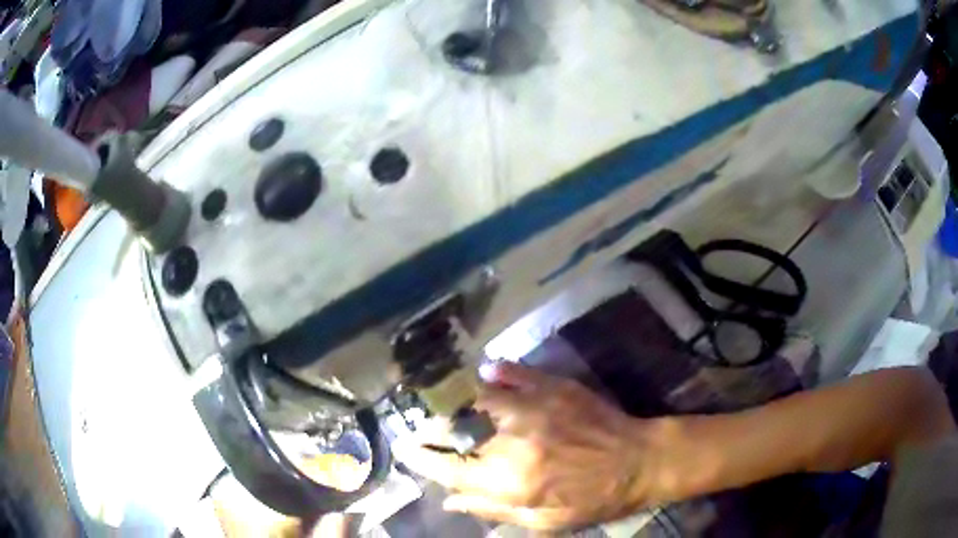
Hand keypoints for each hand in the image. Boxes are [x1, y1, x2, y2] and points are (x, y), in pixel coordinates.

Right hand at [393, 362, 654, 530]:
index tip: (404, 449)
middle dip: (433, 429)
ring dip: (457, 399)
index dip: (423, 460)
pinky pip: (517, 373)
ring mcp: (535, 410)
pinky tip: (486, 368)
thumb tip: (451, 502)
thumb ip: (495, 511)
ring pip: (480, 399)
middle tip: (418, 425)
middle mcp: (515, 443)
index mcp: (511, 482)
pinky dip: (499, 370)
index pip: (450, 470)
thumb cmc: (593, 499)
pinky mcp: (555, 389)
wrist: (640, 462)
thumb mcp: (545, 522)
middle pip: (459, 433)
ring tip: (441, 398)